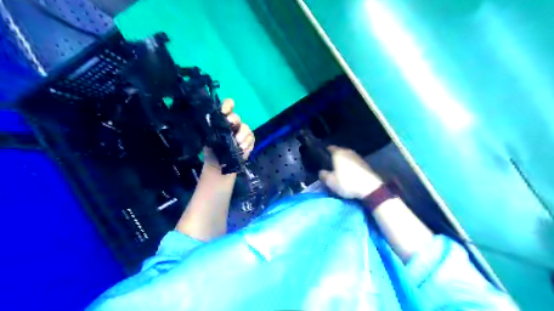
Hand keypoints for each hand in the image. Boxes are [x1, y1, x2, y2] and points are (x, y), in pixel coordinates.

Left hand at [203, 99, 255, 166]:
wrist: (219, 164)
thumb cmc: (212, 149)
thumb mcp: (207, 137)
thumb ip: (210, 127)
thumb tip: (209, 119)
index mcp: (222, 119)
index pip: (227, 106)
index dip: (227, 106)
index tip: (224, 111)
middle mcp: (233, 123)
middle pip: (236, 117)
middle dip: (234, 121)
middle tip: (232, 127)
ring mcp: (242, 131)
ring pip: (245, 128)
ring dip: (241, 136)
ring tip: (237, 144)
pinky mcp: (249, 140)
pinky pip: (251, 138)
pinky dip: (246, 144)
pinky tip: (242, 149)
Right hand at [319, 146, 383, 198]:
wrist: (370, 188)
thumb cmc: (347, 182)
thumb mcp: (330, 181)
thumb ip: (323, 175)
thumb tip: (322, 171)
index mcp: (338, 152)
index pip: (329, 148)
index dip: (325, 152)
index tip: (321, 158)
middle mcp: (348, 151)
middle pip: (339, 152)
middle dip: (334, 158)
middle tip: (329, 166)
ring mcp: (358, 157)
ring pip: (347, 157)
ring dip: (343, 162)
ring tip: (339, 170)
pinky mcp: (365, 163)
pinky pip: (353, 163)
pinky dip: (350, 166)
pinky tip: (349, 173)